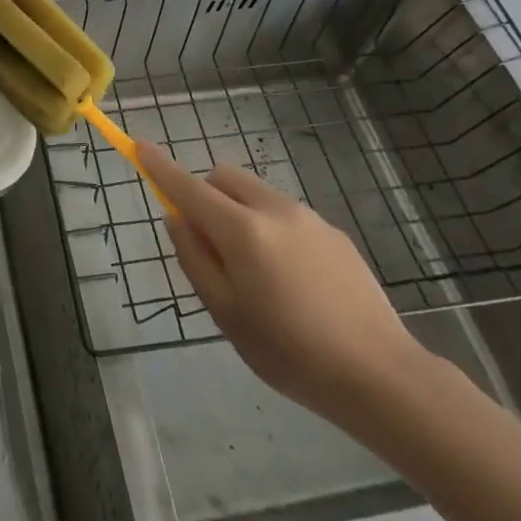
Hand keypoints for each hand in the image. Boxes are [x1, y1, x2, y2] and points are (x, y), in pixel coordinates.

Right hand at [139, 142, 428, 425]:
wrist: (381, 375)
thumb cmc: (290, 352)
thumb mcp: (226, 313)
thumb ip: (195, 260)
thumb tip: (177, 220)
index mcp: (242, 230)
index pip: (188, 186)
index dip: (160, 166)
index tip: (139, 145)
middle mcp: (274, 209)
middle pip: (223, 177)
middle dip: (205, 194)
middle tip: (209, 245)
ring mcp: (308, 218)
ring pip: (255, 194)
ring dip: (238, 212)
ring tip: (257, 274)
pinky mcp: (334, 233)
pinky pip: (285, 214)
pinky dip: (270, 228)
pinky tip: (292, 282)